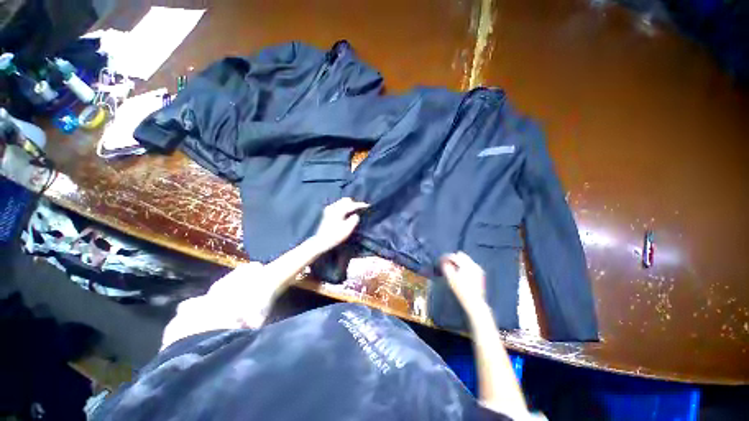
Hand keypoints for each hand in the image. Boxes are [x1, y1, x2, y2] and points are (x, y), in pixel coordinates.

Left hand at [312, 197, 368, 252]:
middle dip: (353, 204)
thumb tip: (356, 215)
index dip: (360, 205)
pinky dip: (343, 207)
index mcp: (339, 210)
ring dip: (348, 205)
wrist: (321, 242)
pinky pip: (338, 205)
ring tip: (353, 211)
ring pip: (341, 202)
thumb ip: (354, 220)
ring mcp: (329, 209)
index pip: (352, 205)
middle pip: (346, 201)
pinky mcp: (327, 213)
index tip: (367, 205)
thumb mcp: (347, 229)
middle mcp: (333, 207)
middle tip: (359, 210)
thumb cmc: (335, 236)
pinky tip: (345, 213)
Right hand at [441, 252, 488, 313]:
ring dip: (458, 261)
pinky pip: (470, 264)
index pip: (453, 256)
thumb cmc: (461, 290)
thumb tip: (443, 261)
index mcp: (466, 264)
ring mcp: (477, 268)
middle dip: (453, 258)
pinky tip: (460, 272)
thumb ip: (446, 267)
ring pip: (466, 259)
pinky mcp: (480, 273)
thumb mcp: (450, 279)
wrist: (474, 302)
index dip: (445, 257)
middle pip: (460, 255)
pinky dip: (464, 266)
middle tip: (447, 264)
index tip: (440, 260)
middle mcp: (473, 264)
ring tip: (453, 268)